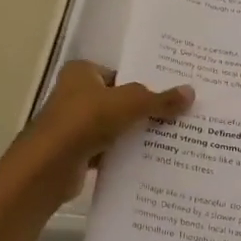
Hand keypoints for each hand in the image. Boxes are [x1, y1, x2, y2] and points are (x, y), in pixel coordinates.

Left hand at [12, 60, 193, 205]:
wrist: (49, 167)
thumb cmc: (85, 121)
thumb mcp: (129, 104)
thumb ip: (159, 99)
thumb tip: (191, 92)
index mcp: (82, 73)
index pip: (121, 74)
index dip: (145, 83)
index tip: (172, 93)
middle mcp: (75, 94)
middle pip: (119, 100)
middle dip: (144, 110)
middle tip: (179, 116)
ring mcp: (74, 125)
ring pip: (115, 127)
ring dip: (136, 134)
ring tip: (172, 138)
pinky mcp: (76, 152)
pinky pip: (108, 150)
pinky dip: (124, 155)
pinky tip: (150, 161)